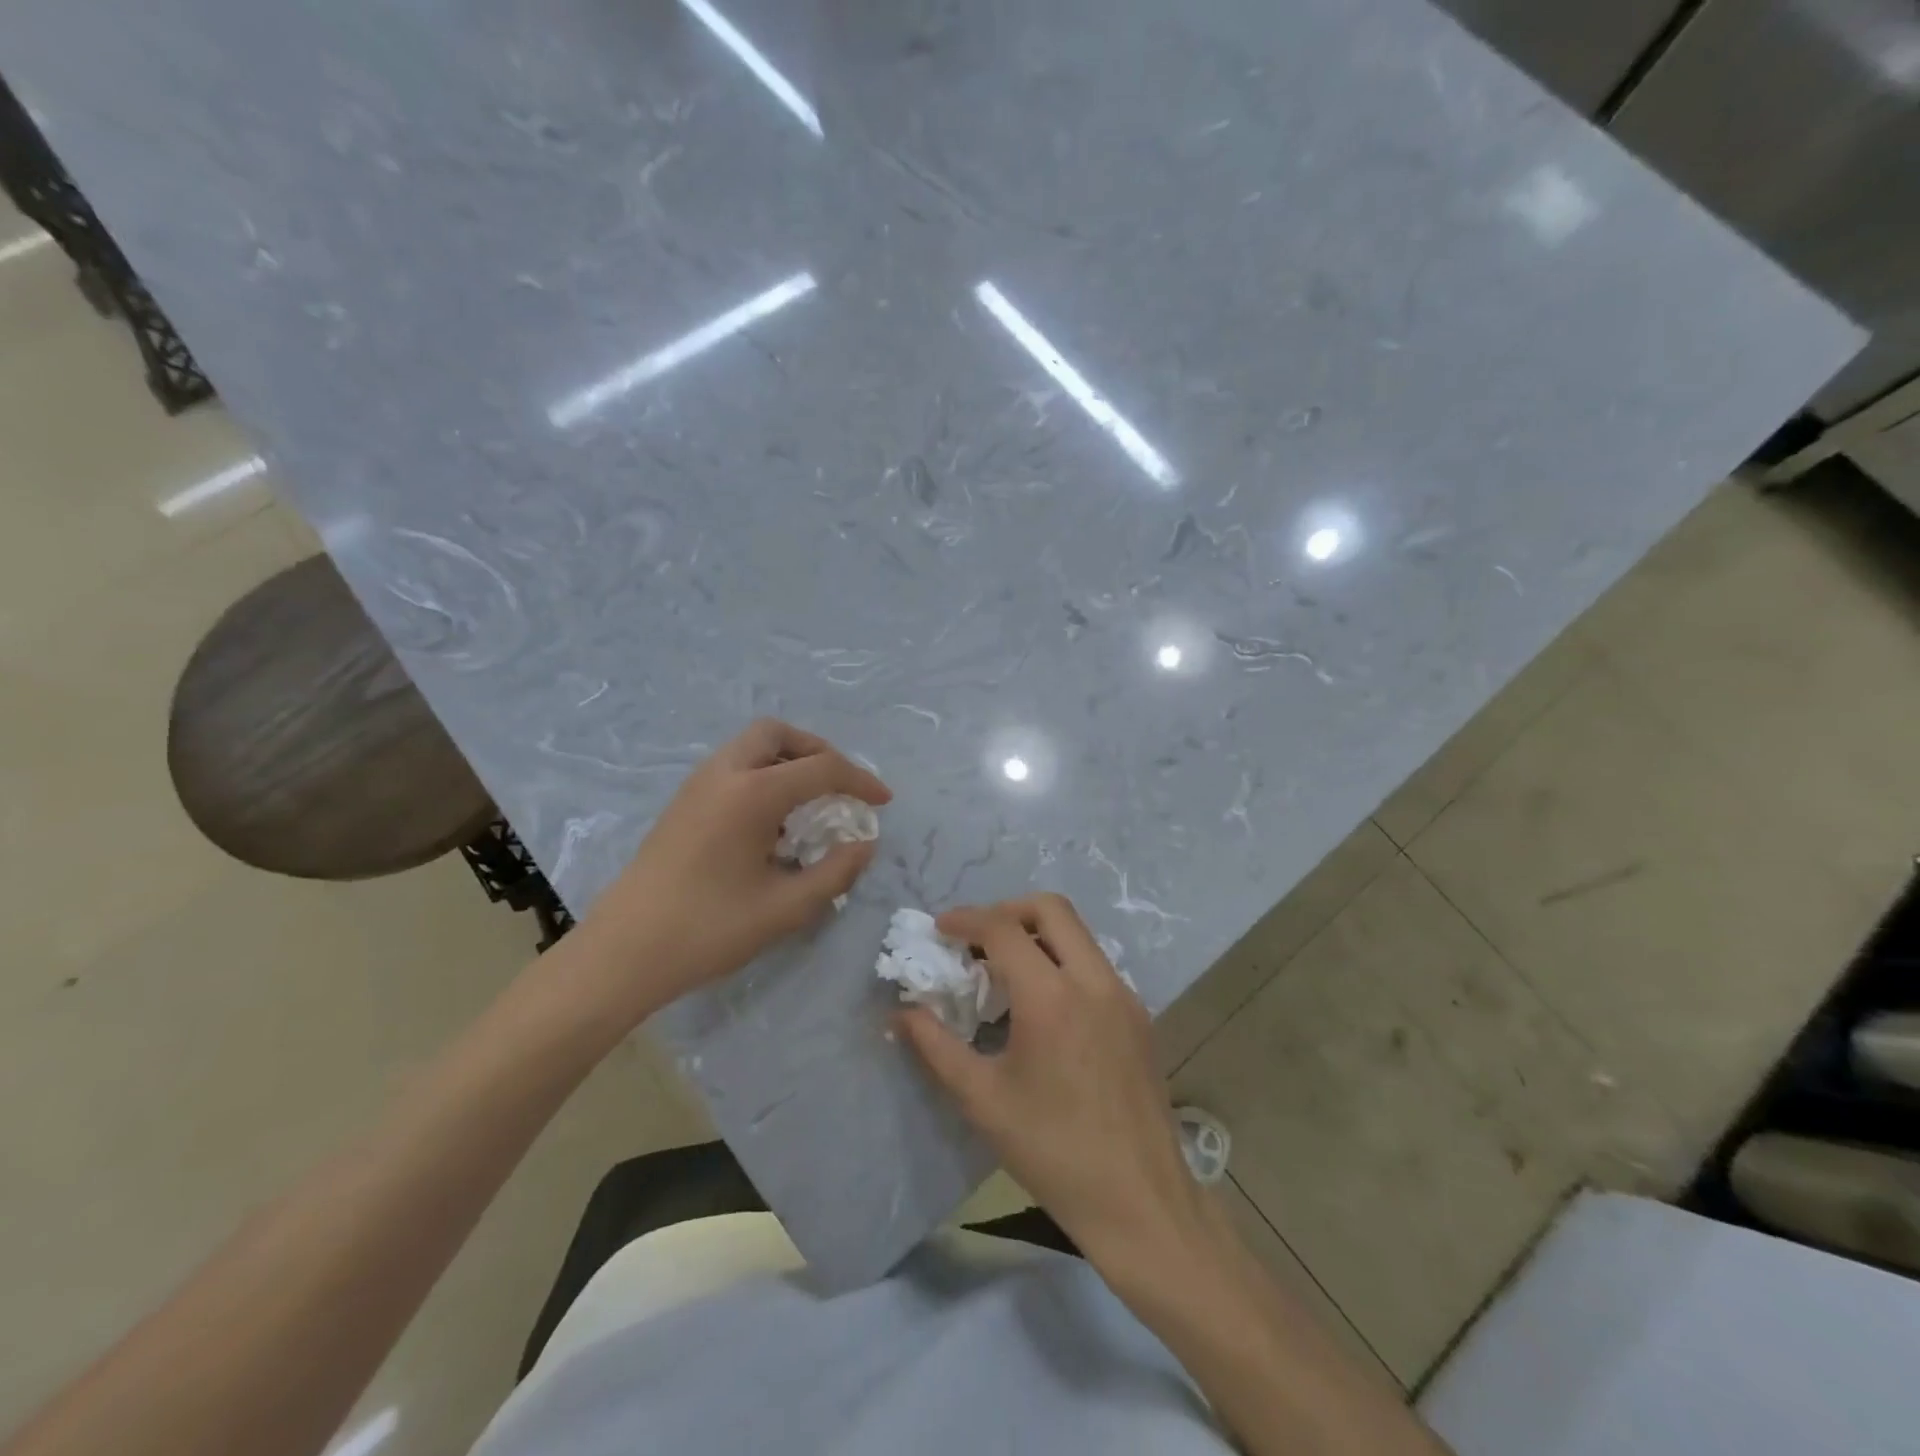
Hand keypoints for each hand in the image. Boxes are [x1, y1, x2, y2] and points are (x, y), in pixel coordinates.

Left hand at [567, 719, 890, 1021]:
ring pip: (751, 747)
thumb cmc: (708, 929)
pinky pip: (733, 768)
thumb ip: (835, 872)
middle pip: (778, 734)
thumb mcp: (785, 908)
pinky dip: (762, 776)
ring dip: (787, 762)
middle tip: (839, 786)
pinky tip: (771, 823)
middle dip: (817, 751)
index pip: (821, 768)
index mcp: (752, 793)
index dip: (860, 781)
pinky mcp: (682, 803)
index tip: (883, 802)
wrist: (623, 952)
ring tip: (809, 804)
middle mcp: (723, 774)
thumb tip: (864, 845)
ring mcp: (697, 785)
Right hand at [897, 894, 1201, 1263]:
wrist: (1141, 1202)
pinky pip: (1095, 964)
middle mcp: (1094, 981)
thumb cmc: (1053, 1153)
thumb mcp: (983, 1100)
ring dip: (1037, 934)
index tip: (940, 929)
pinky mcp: (1139, 1015)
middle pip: (1050, 908)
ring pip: (1078, 933)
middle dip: (1006, 910)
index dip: (966, 919)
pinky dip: (1062, 960)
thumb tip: (901, 1013)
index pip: (1003, 928)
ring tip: (1005, 971)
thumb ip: (936, 1047)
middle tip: (976, 939)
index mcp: (1052, 998)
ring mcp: (1123, 995)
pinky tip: (1043, 1006)